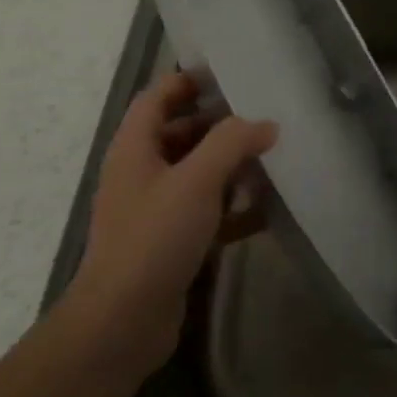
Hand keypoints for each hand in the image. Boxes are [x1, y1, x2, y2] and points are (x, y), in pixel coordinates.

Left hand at [68, 72, 277, 376]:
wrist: (122, 321)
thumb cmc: (154, 238)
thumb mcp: (196, 180)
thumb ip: (232, 143)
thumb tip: (265, 123)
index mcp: (135, 148)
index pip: (158, 97)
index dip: (189, 81)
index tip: (232, 75)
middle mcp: (142, 173)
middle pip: (182, 133)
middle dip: (221, 124)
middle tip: (265, 115)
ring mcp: (156, 209)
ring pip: (198, 173)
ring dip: (231, 165)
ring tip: (274, 158)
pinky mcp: (172, 241)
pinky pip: (207, 211)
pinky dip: (233, 206)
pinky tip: (267, 209)